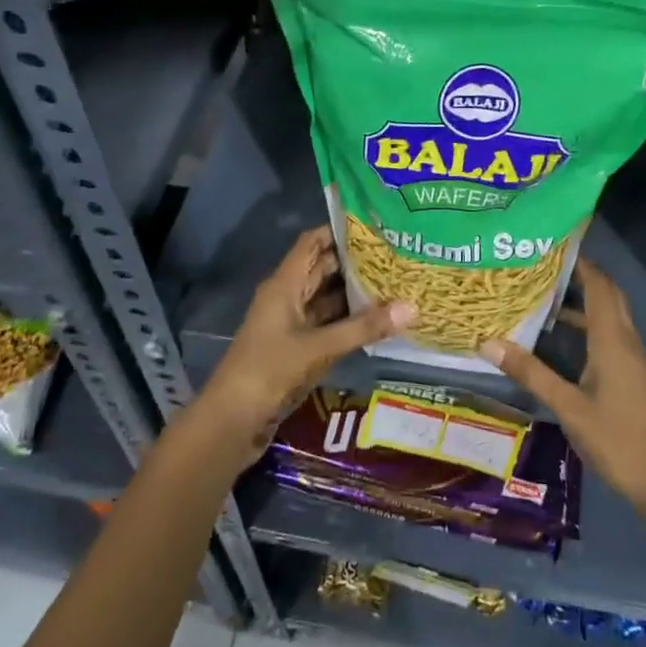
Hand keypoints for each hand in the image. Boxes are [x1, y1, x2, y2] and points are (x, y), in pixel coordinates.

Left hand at [195, 225, 412, 464]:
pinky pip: (328, 325)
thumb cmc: (269, 371)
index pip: (313, 243)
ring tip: (397, 281)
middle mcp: (288, 297)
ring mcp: (292, 324)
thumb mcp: (319, 347)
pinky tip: (379, 319)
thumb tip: (413, 306)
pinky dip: (350, 320)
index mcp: (284, 284)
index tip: (376, 224)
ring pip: (328, 298)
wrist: (232, 421)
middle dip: (356, 261)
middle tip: (398, 253)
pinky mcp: (298, 349)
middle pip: (323, 268)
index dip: (340, 230)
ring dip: (356, 292)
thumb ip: (364, 327)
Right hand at [482, 259, 645, 558]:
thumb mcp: (568, 408)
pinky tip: (561, 337)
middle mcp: (628, 342)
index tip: (552, 244)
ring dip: (583, 301)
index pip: (599, 286)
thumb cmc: (616, 441)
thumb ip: (531, 373)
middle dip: (581, 275)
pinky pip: (612, 335)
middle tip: (543, 264)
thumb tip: (488, 342)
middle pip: (608, 295)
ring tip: (543, 294)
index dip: (580, 262)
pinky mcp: (634, 375)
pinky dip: (589, 324)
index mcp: (614, 342)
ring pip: (610, 316)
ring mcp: (634, 359)